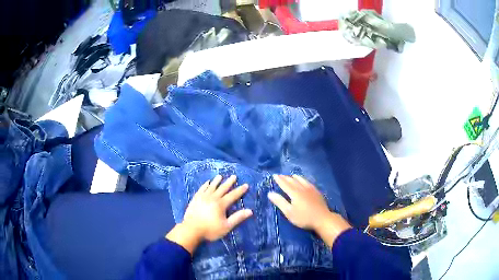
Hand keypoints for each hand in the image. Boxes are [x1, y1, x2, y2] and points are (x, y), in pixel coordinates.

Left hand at [166, 175, 252, 253]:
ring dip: (216, 181)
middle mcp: (212, 198)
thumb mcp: (226, 226)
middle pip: (222, 188)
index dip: (240, 190)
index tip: (246, 185)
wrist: (191, 230)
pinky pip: (201, 189)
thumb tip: (250, 211)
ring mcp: (203, 197)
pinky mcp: (195, 199)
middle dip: (229, 182)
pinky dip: (205, 185)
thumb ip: (237, 218)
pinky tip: (207, 183)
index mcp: (221, 204)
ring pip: (211, 187)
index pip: (233, 195)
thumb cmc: (210, 230)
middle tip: (234, 176)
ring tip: (220, 176)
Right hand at [268, 174, 350, 246]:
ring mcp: (311, 189)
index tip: (274, 175)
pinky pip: (308, 182)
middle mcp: (302, 188)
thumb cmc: (304, 217)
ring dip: (295, 177)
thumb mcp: (289, 212)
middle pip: (293, 181)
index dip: (279, 180)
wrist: (322, 218)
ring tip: (292, 176)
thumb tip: (270, 193)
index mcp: (294, 193)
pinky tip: (305, 181)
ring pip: (302, 180)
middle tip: (281, 175)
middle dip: (286, 178)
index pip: (285, 184)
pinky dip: (303, 179)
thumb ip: (280, 202)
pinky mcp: (317, 192)